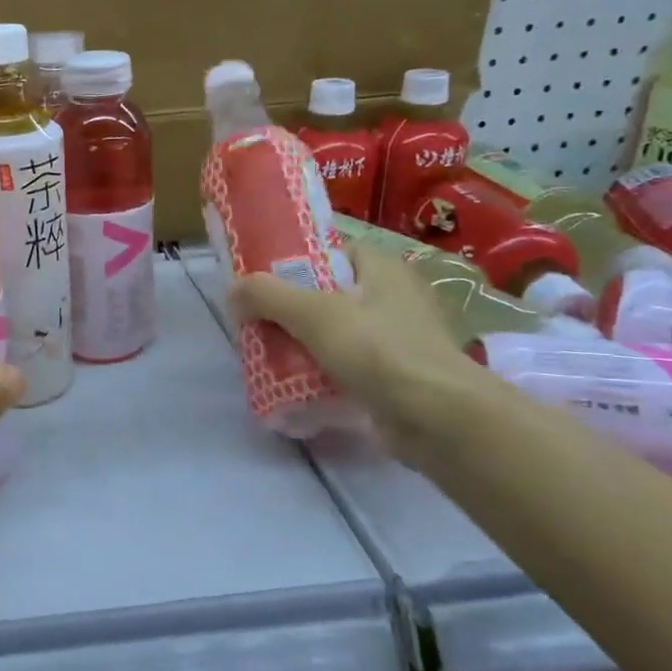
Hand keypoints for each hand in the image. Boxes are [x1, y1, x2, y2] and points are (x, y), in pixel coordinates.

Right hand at [231, 243, 486, 462]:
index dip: (295, 260)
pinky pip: (349, 365)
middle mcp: (394, 297)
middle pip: (328, 293)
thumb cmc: (379, 350)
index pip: (332, 251)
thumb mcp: (314, 314)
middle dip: (291, 309)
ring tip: (267, 354)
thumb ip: (268, 296)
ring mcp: (399, 338)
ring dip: (303, 343)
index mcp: (383, 268)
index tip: (261, 279)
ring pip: (336, 332)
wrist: (438, 420)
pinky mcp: (397, 376)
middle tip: (256, 321)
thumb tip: (233, 289)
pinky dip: (322, 372)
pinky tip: (295, 384)